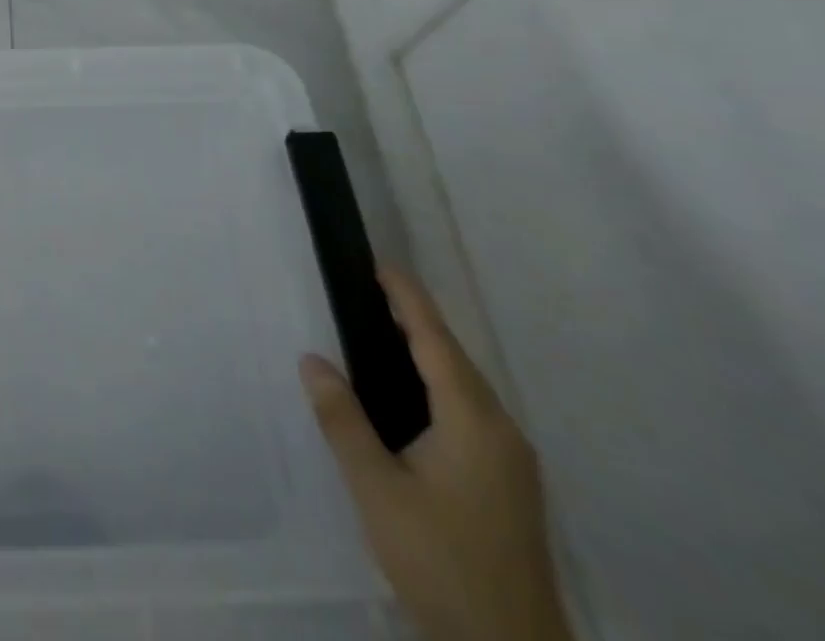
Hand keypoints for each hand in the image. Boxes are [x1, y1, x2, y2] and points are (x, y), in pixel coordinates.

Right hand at [300, 269, 573, 640]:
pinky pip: (470, 413)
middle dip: (414, 321)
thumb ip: (343, 420)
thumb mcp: (377, 489)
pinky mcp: (510, 487)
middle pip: (454, 359)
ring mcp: (513, 462)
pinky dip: (436, 386)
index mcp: (474, 421)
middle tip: (365, 293)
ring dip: (426, 354)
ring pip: (465, 388)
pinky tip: (408, 398)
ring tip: (378, 334)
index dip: (407, 298)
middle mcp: (502, 431)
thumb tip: (312, 360)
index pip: (435, 339)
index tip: (379, 264)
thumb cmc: (441, 561)